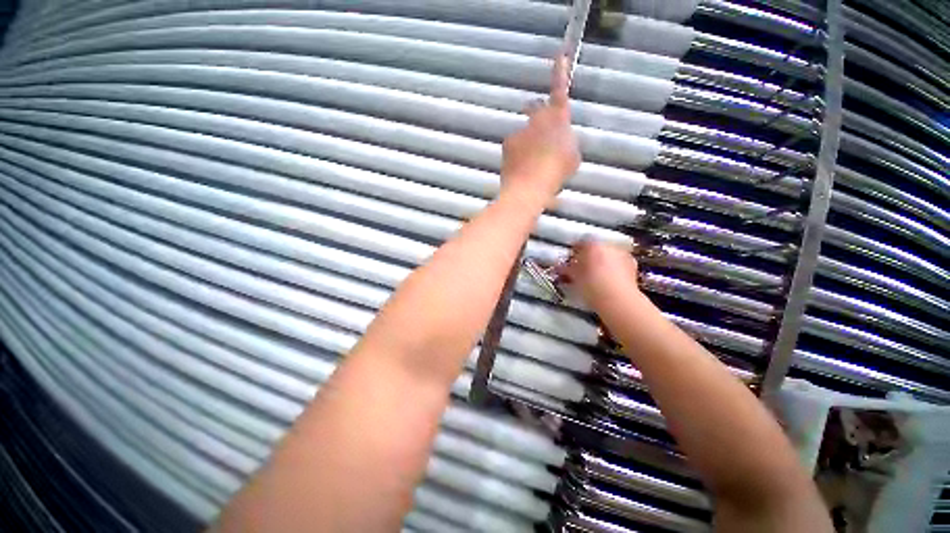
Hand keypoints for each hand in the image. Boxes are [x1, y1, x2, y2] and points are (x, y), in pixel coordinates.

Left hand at [500, 55, 580, 203]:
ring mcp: (520, 130)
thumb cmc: (556, 171)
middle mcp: (537, 119)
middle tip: (541, 135)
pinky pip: (514, 146)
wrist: (530, 185)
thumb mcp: (572, 156)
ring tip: (533, 165)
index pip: (560, 90)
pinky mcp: (507, 143)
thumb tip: (560, 141)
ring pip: (525, 132)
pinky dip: (517, 154)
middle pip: (536, 108)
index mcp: (558, 119)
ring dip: (528, 143)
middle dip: (538, 114)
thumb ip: (567, 142)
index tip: (560, 54)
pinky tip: (521, 169)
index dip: (560, 72)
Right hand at [557, 241, 640, 306]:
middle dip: (589, 256)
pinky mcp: (632, 265)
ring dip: (602, 261)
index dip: (574, 250)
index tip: (571, 259)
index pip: (580, 242)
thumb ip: (566, 269)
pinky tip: (608, 279)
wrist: (618, 300)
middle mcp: (608, 245)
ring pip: (608, 254)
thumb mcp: (574, 277)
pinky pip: (619, 262)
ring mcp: (622, 254)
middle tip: (582, 268)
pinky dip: (614, 268)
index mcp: (592, 245)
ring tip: (596, 275)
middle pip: (596, 247)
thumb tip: (559, 267)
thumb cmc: (593, 286)